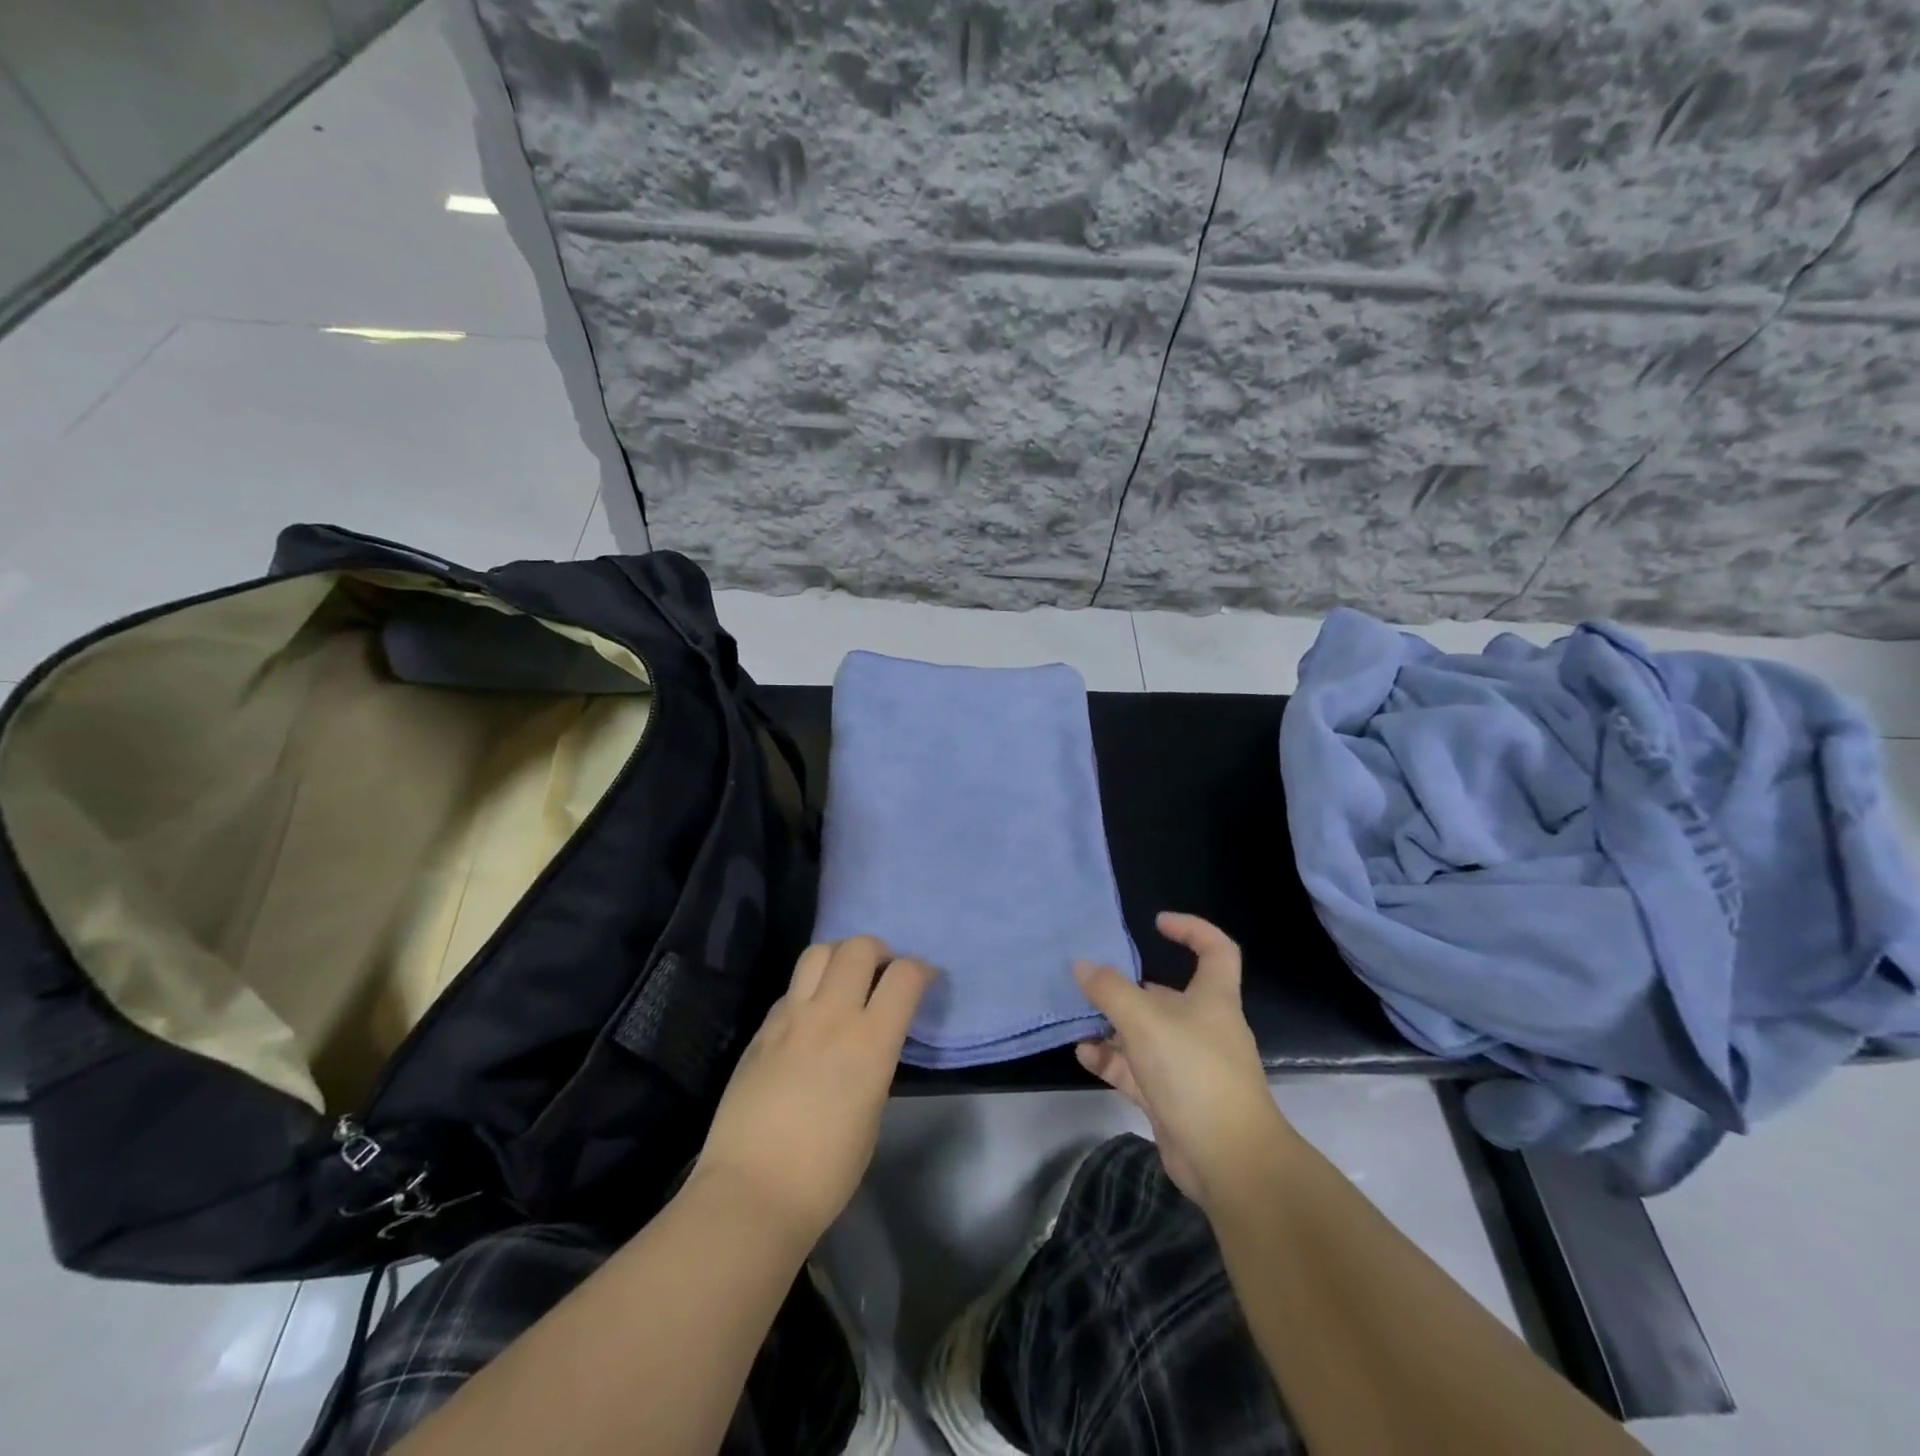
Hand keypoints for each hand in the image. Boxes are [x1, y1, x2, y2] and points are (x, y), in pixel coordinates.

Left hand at [693, 936, 932, 1249]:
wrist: (752, 1193)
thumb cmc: (826, 1172)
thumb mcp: (872, 1111)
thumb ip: (874, 1060)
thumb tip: (869, 1039)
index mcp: (870, 1042)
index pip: (904, 975)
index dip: (921, 970)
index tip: (924, 981)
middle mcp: (832, 1016)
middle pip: (859, 947)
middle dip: (879, 952)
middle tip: (881, 975)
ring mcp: (791, 1017)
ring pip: (818, 951)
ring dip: (839, 957)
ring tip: (844, 981)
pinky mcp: (761, 1029)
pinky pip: (791, 988)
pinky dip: (808, 989)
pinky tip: (809, 1017)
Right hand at [1075, 913, 1292, 1209]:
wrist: (1228, 1160)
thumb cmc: (1194, 1071)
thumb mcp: (1145, 1020)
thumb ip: (1109, 990)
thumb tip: (1082, 964)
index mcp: (1213, 999)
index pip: (1216, 950)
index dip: (1192, 929)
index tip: (1157, 923)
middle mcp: (1203, 1027)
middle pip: (1167, 995)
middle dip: (1129, 987)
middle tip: (1091, 981)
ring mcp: (1187, 1065)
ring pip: (1145, 1034)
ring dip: (1113, 1026)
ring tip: (1077, 1018)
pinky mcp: (1172, 1098)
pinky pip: (1136, 1070)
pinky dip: (1111, 1060)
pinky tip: (1083, 1055)